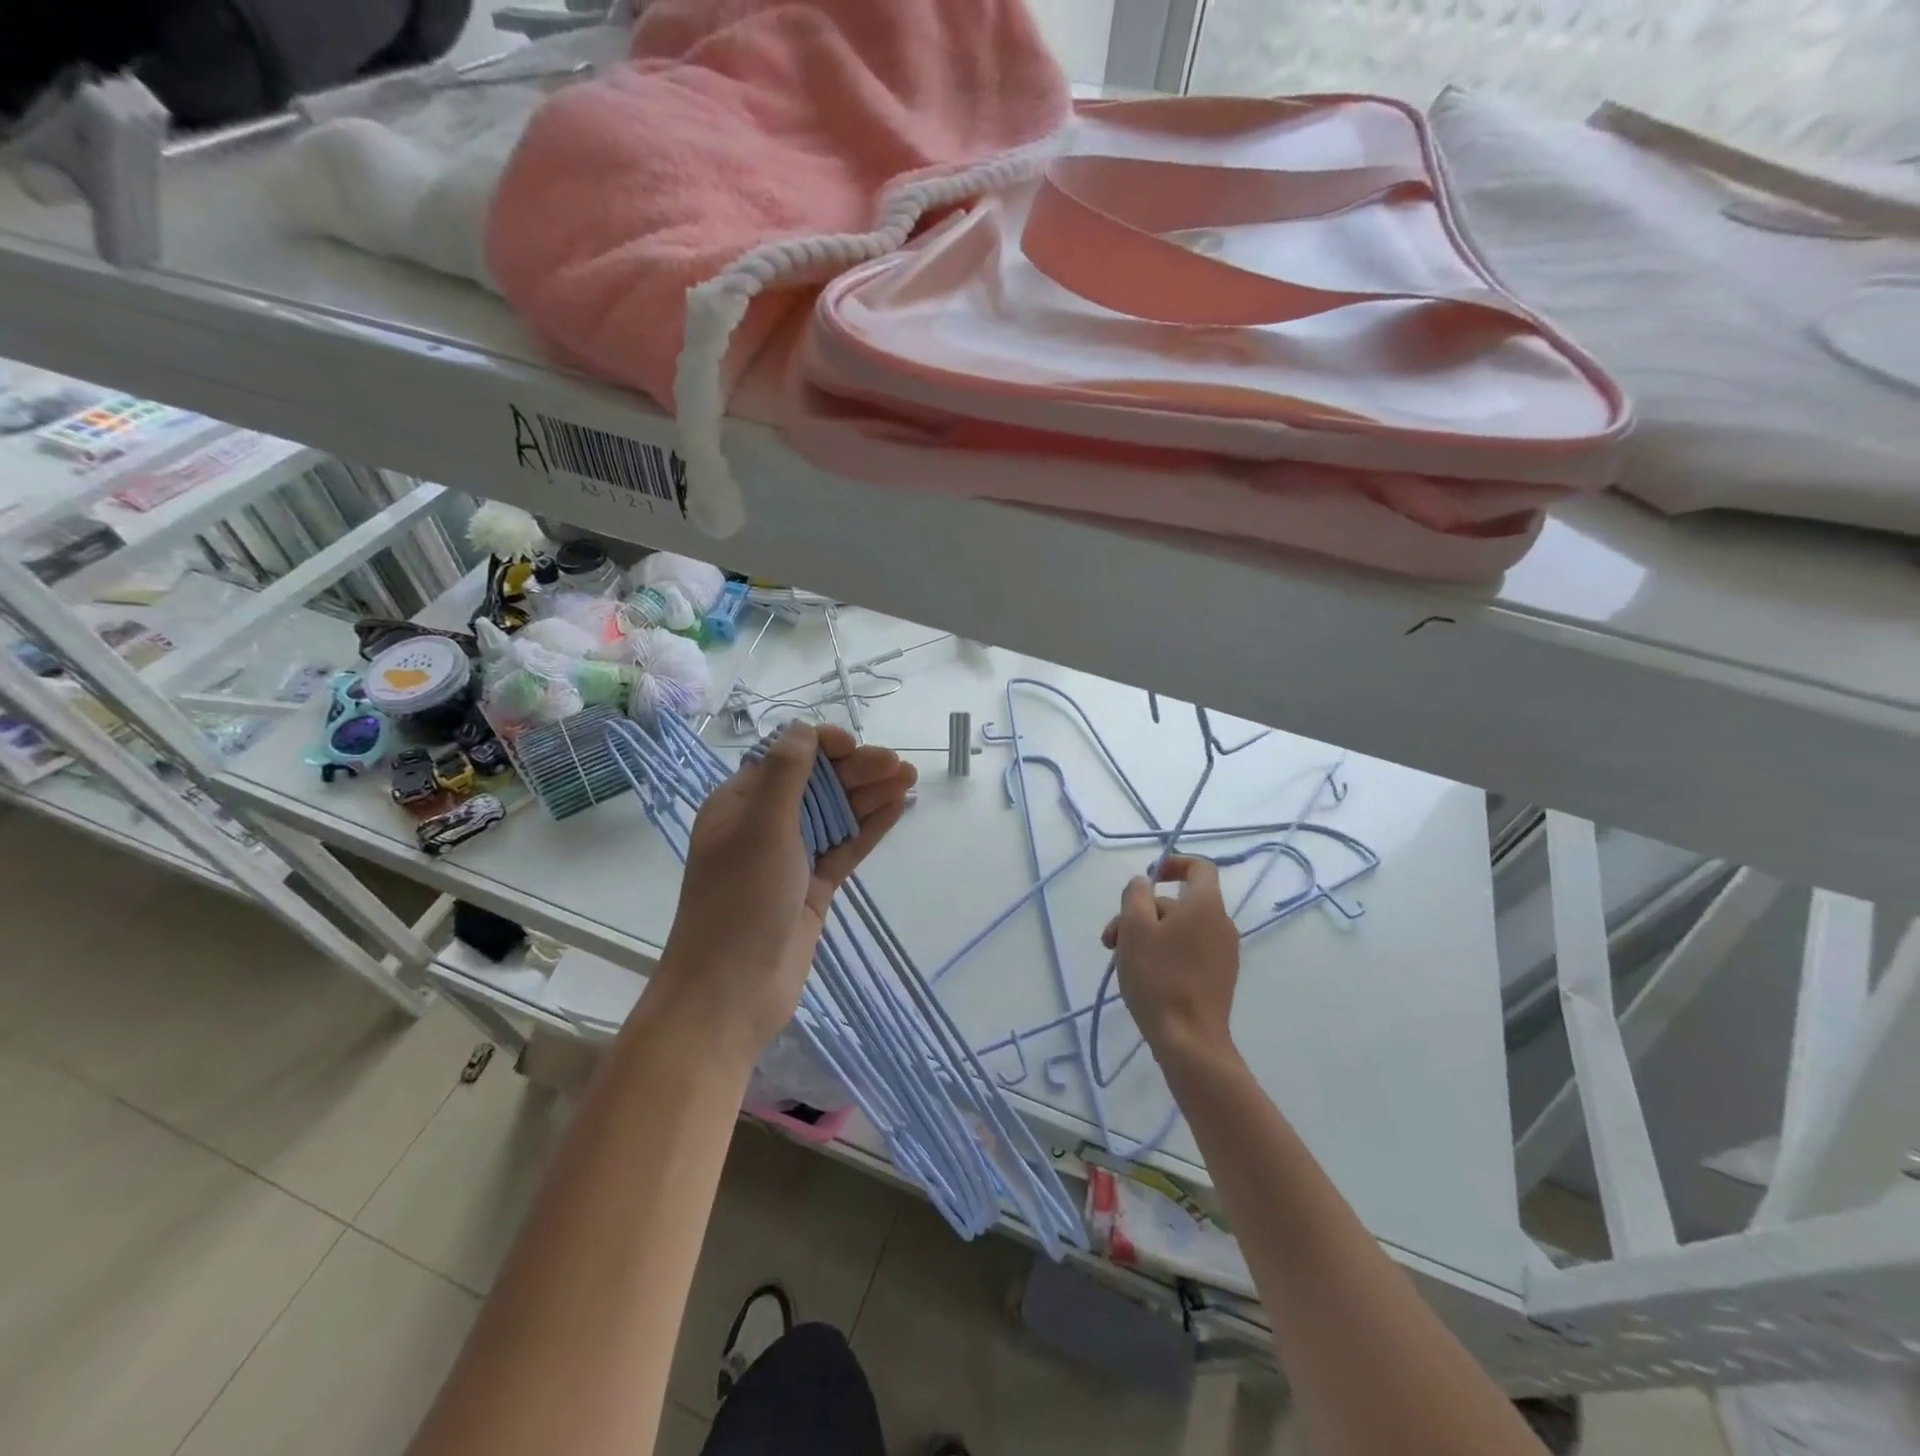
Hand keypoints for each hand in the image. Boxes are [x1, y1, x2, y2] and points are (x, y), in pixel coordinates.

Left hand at [654, 721, 916, 1056]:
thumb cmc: (740, 901)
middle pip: (817, 785)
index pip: (785, 759)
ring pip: (836, 814)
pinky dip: (869, 827)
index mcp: (740, 804)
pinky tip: (897, 808)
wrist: (732, 993)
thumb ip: (785, 774)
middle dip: (856, 770)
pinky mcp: (813, 887)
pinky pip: (844, 847)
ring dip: (869, 794)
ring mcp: (791, 857)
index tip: (853, 746)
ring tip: (909, 778)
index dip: (821, 746)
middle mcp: (765, 825)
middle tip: (899, 765)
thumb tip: (802, 728)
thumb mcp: (761, 828)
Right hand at [1101, 856, 1241, 1066]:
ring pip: (1179, 929)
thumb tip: (1143, 882)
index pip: (1200, 867)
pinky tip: (1142, 976)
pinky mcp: (1219, 978)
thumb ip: (1136, 895)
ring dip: (1148, 935)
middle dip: (1141, 913)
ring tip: (1120, 960)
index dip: (1173, 863)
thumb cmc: (1159, 977)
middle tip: (1111, 939)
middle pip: (1178, 903)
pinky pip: (1189, 950)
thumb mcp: (1135, 928)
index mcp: (1205, 905)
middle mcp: (1221, 923)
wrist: (1189, 1040)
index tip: (1147, 877)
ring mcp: (1224, 953)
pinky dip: (1164, 953)